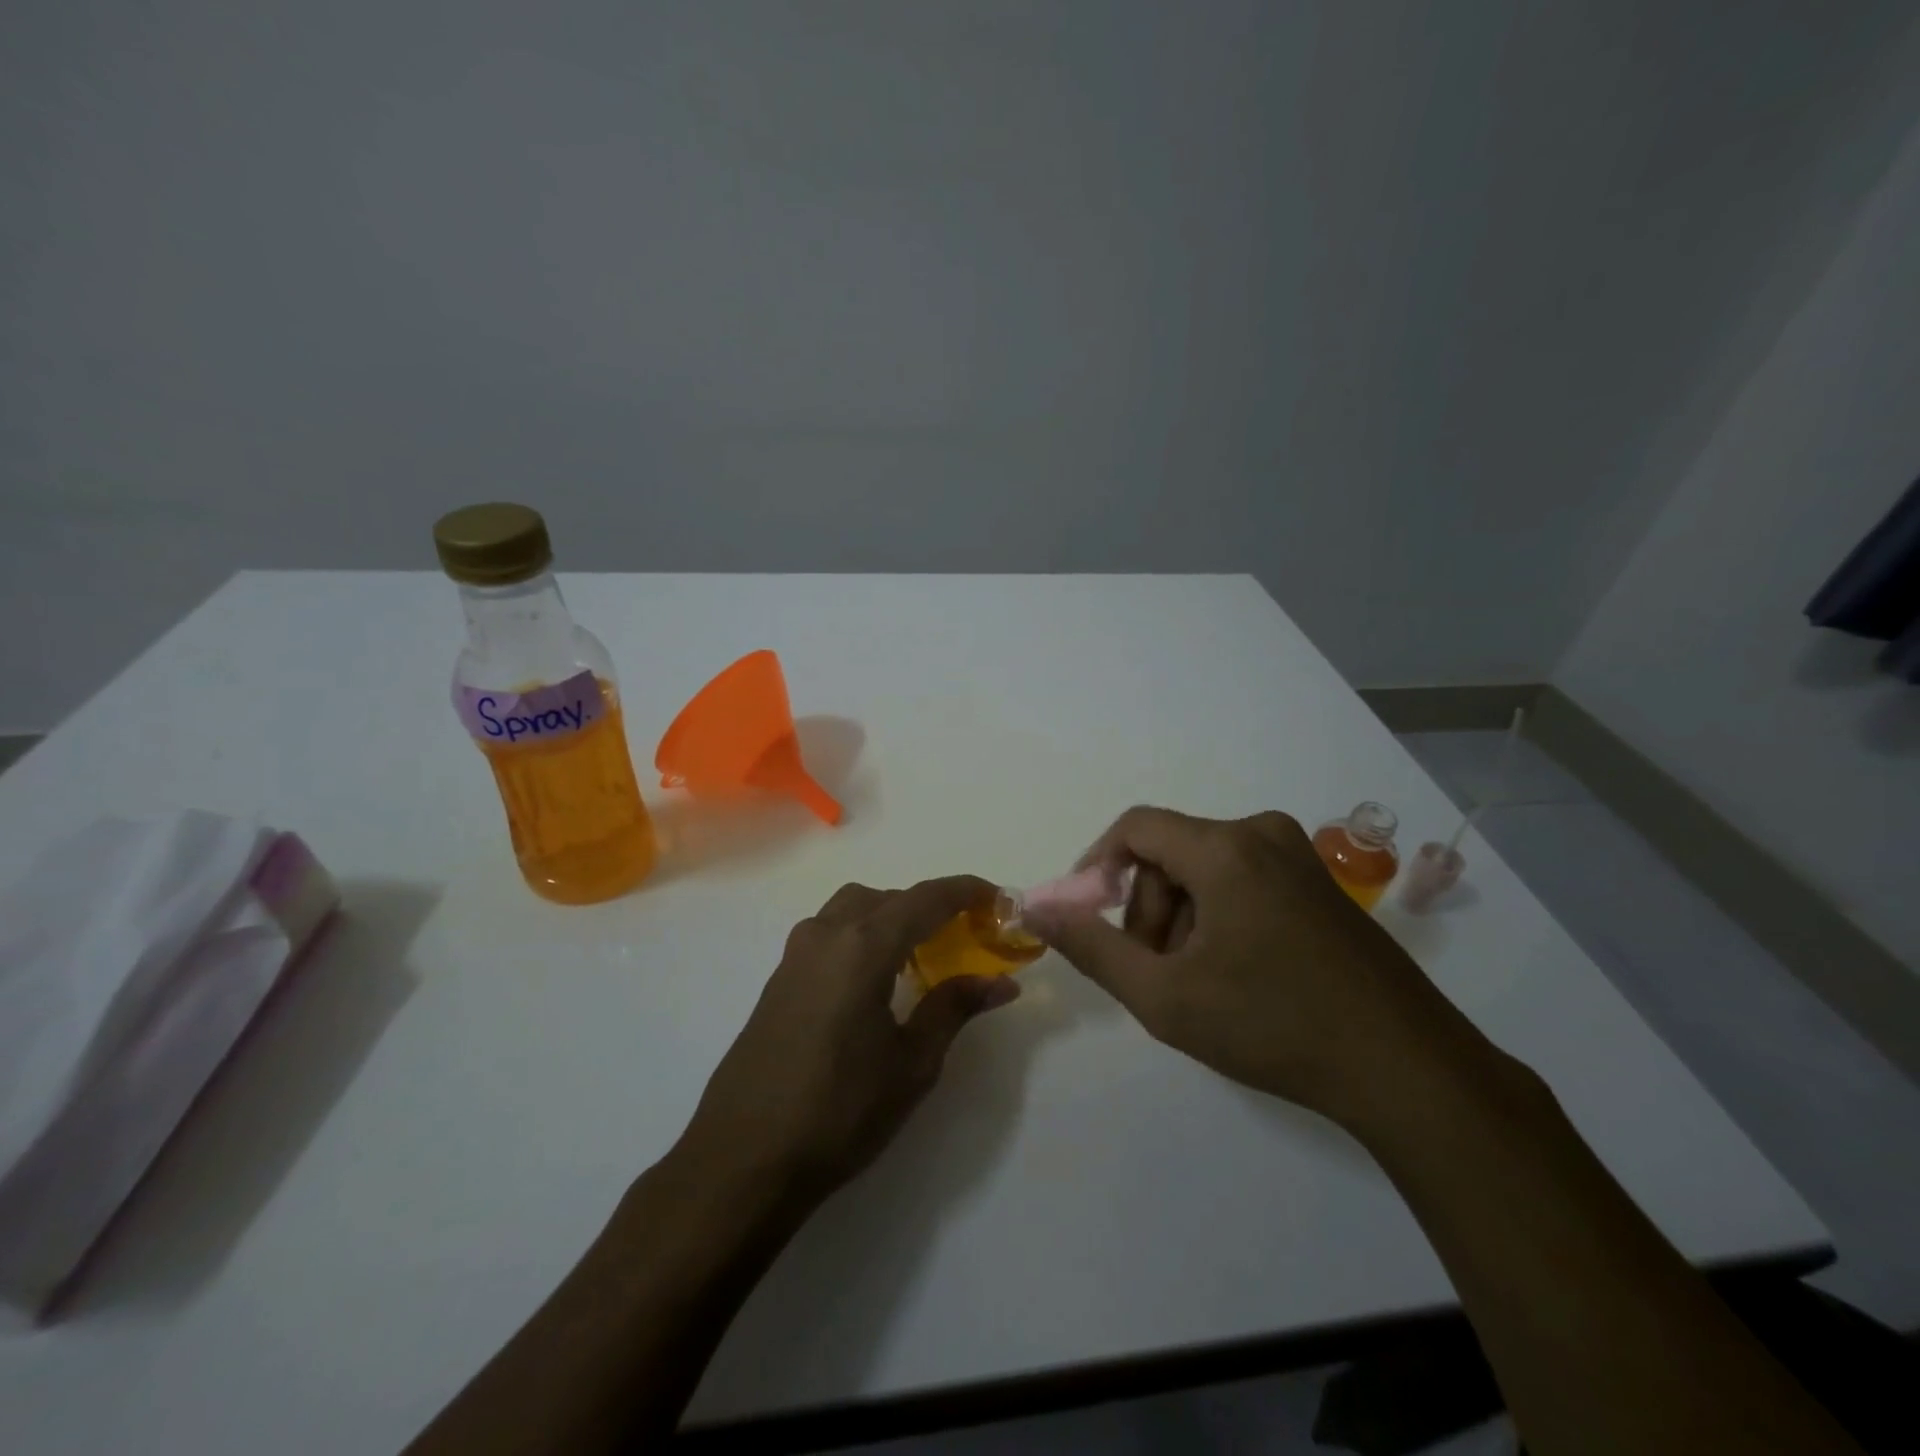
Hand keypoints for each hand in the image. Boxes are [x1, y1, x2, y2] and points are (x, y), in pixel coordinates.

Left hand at [678, 876, 1019, 1203]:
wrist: (743, 1159)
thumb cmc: (839, 1111)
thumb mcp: (912, 1064)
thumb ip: (954, 1008)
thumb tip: (1001, 982)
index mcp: (863, 946)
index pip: (926, 898)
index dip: (967, 891)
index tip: (1000, 899)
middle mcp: (826, 934)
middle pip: (888, 896)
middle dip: (930, 905)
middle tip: (965, 934)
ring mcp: (795, 954)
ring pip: (853, 908)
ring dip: (892, 915)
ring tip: (921, 954)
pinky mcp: (779, 978)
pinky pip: (830, 932)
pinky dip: (862, 934)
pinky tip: (875, 980)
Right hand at [1022, 807, 1483, 1127]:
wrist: (1408, 1070)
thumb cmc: (1275, 1026)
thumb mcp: (1165, 996)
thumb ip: (1091, 947)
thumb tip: (1033, 908)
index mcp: (1226, 848)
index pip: (1134, 827)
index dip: (1097, 866)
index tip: (1089, 918)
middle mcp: (1262, 833)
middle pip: (1170, 853)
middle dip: (1148, 909)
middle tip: (1156, 972)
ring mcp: (1298, 857)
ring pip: (1205, 869)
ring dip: (1183, 919)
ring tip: (1200, 983)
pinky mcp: (1319, 883)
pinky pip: (1242, 880)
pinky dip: (1219, 917)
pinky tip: (1238, 974)